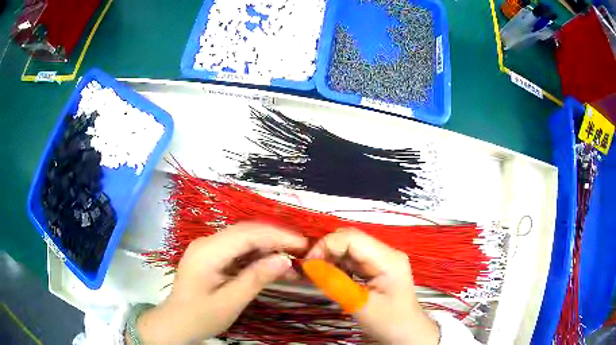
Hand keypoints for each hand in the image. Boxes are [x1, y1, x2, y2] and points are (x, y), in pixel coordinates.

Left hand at [134, 223, 307, 343]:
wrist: (175, 323)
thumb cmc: (200, 317)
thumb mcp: (230, 302)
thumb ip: (256, 279)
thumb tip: (285, 260)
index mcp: (207, 252)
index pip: (247, 234)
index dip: (277, 236)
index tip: (303, 244)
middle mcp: (207, 243)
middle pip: (246, 231)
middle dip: (275, 237)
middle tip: (302, 249)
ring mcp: (208, 248)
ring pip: (243, 238)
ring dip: (268, 245)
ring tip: (292, 256)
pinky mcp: (211, 256)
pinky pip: (237, 249)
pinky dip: (257, 254)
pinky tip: (271, 263)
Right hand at [306, 228, 439, 344]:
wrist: (407, 333)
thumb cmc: (389, 322)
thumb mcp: (360, 305)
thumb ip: (334, 283)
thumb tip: (308, 265)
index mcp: (387, 258)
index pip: (350, 238)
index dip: (325, 246)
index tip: (308, 265)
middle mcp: (386, 253)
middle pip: (349, 239)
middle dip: (326, 251)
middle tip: (310, 270)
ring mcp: (382, 259)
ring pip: (349, 249)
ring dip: (330, 259)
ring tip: (317, 275)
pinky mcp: (377, 268)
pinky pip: (353, 260)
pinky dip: (338, 266)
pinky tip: (330, 278)